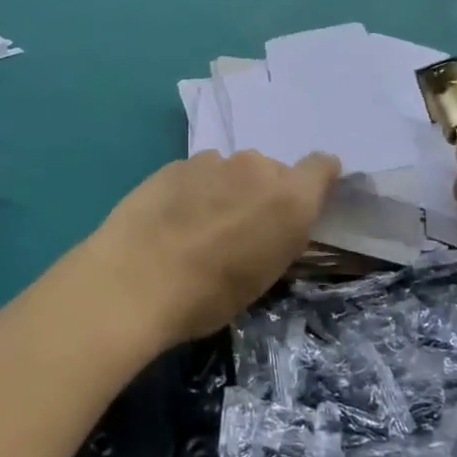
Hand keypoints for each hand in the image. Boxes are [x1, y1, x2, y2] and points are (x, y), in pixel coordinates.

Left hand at [85, 150, 340, 344]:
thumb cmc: (209, 295)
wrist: (134, 281)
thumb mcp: (263, 278)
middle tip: (241, 229)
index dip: (316, 182)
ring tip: (200, 226)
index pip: (322, 166)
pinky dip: (193, 190)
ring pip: (231, 170)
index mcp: (290, 198)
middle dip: (262, 193)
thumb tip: (275, 223)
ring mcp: (212, 161)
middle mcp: (256, 168)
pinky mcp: (173, 164)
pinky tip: (171, 219)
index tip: (302, 205)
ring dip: (226, 189)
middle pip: (271, 171)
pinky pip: (197, 173)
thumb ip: (280, 237)